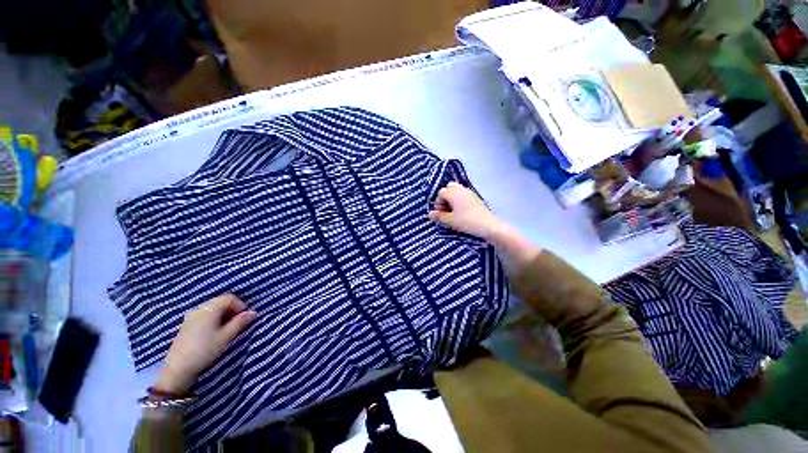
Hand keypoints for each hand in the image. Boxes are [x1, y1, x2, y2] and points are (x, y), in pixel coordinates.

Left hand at [154, 295, 256, 394]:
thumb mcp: (225, 338)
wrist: (181, 363)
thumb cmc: (205, 350)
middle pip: (219, 302)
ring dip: (222, 317)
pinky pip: (203, 316)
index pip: (229, 297)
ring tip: (227, 334)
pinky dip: (212, 321)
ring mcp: (191, 314)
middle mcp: (199, 307)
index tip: (247, 321)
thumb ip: (238, 324)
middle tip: (239, 328)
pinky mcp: (187, 323)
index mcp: (209, 308)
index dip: (240, 306)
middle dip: (231, 312)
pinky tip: (213, 336)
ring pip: (211, 310)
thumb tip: (253, 313)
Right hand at [428, 182, 503, 239]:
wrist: (487, 225)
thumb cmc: (467, 221)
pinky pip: (464, 195)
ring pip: (458, 190)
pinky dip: (460, 201)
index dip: (438, 203)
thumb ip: (439, 216)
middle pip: (449, 187)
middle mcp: (461, 189)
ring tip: (454, 212)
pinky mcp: (476, 198)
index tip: (440, 214)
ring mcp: (470, 193)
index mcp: (453, 192)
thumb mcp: (450, 220)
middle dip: (446, 197)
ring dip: (453, 199)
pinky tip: (462, 212)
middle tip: (446, 210)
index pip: (441, 193)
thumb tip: (430, 214)